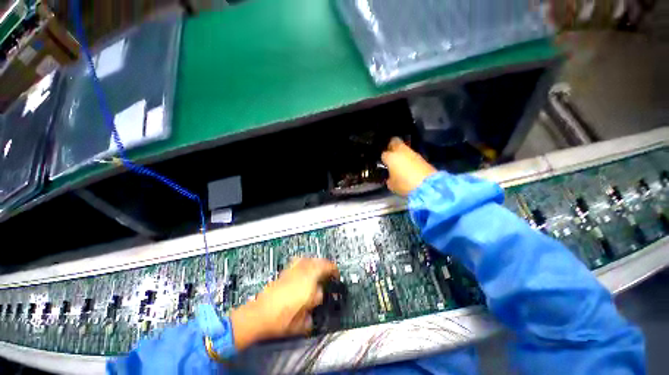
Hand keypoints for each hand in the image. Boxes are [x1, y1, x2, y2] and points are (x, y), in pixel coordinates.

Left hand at [229, 258, 338, 349]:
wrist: (259, 315)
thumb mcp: (302, 322)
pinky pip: (299, 260)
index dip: (334, 272)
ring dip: (318, 262)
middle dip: (328, 265)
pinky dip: (305, 260)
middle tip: (331, 271)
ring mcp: (293, 271)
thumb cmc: (280, 320)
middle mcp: (303, 274)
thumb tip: (317, 304)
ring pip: (310, 259)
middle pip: (319, 262)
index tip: (336, 276)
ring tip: (321, 267)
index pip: (326, 273)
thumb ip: (313, 312)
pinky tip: (305, 264)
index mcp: (309, 285)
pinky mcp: (286, 272)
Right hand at [381, 137, 436, 196]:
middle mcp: (401, 151)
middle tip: (389, 154)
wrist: (427, 186)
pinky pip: (412, 155)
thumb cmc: (404, 185)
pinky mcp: (422, 158)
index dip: (383, 159)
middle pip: (394, 141)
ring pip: (404, 148)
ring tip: (399, 162)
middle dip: (391, 146)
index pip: (383, 154)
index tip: (383, 164)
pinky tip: (408, 167)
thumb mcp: (391, 185)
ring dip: (401, 153)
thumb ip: (389, 178)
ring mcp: (413, 153)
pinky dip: (409, 158)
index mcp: (391, 157)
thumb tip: (390, 176)